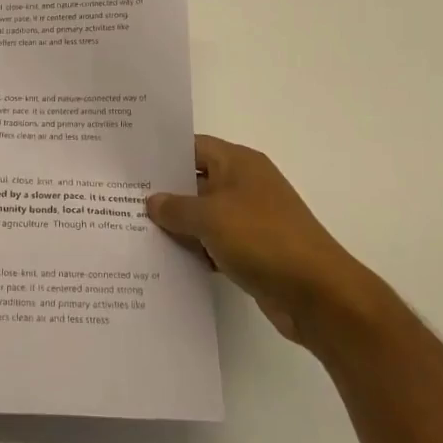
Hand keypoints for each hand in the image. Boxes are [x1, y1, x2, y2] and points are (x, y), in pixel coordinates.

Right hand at [146, 135, 385, 349]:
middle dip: (165, 192)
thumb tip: (152, 201)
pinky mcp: (254, 251)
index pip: (192, 147)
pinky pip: (216, 243)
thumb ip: (176, 207)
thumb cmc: (262, 239)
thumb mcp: (210, 217)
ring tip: (136, 231)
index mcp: (239, 163)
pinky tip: (168, 261)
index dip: (162, 154)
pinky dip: (197, 250)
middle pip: (197, 181)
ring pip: (205, 215)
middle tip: (123, 200)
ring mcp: (251, 219)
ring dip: (179, 225)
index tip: (130, 165)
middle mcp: (245, 185)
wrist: (319, 295)